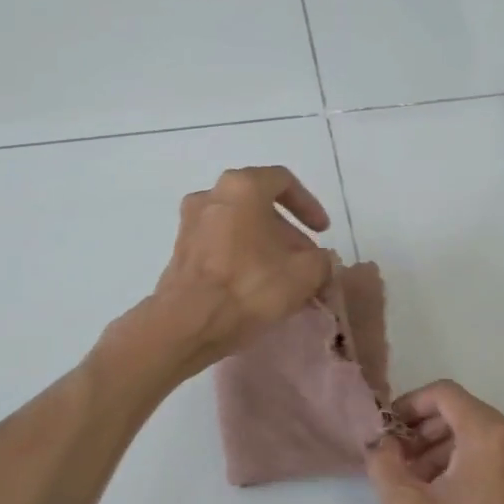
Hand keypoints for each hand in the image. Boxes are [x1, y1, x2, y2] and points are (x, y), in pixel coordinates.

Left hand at [147, 166, 332, 370]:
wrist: (187, 322)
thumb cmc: (249, 286)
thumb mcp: (304, 274)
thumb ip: (322, 260)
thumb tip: (321, 261)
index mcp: (242, 187)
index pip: (283, 181)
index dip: (309, 205)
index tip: (322, 232)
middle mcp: (211, 195)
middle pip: (259, 205)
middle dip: (287, 232)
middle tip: (305, 260)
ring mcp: (190, 222)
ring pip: (238, 225)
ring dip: (264, 245)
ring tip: (282, 277)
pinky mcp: (180, 250)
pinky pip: (220, 243)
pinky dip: (241, 256)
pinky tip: (255, 286)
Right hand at [367, 381, 503, 503]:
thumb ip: (384, 465)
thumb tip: (380, 443)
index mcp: (491, 436)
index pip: (444, 394)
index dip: (409, 404)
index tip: (388, 431)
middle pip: (463, 413)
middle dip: (423, 431)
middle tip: (396, 461)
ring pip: (479, 438)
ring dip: (442, 450)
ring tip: (416, 485)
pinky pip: (497, 460)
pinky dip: (467, 466)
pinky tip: (446, 501)